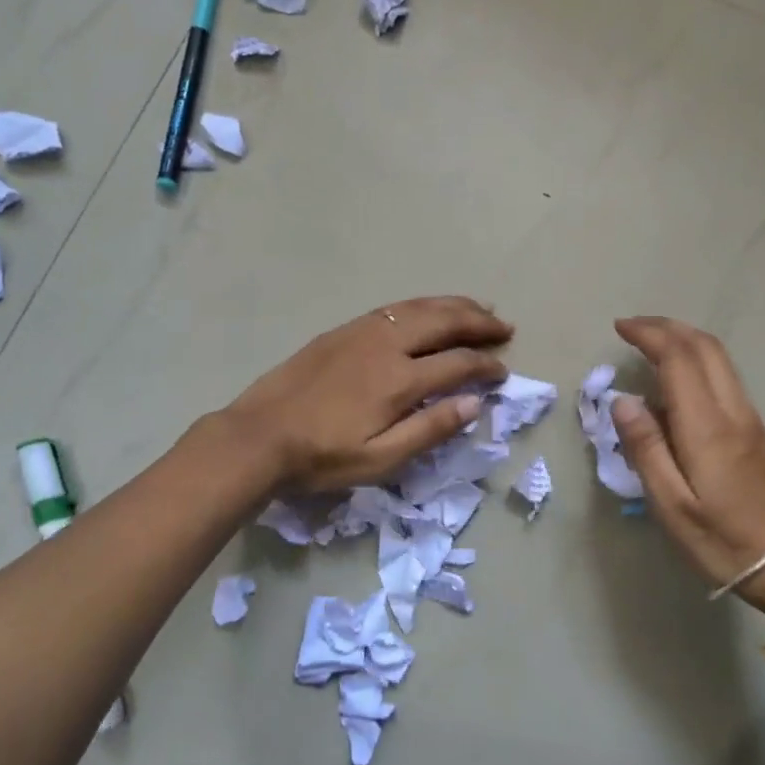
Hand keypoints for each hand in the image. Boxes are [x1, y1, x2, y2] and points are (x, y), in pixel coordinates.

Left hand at [227, 297, 512, 491]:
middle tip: (505, 327)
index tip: (503, 372)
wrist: (259, 436)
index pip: (458, 363)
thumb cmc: (322, 457)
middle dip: (479, 322)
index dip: (486, 366)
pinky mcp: (344, 330)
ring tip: (480, 307)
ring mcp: (363, 332)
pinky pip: (394, 308)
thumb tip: (474, 403)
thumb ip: (430, 429)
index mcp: (399, 380)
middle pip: (444, 321)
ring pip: (419, 307)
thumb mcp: (380, 459)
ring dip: (454, 305)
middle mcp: (386, 345)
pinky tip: (429, 310)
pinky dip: (422, 305)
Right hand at [611, 317, 764, 626]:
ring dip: (684, 340)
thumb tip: (623, 401)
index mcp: (707, 427)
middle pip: (704, 347)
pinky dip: (697, 360)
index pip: (678, 359)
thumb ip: (646, 449)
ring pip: (719, 359)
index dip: (649, 335)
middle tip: (632, 327)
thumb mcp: (671, 505)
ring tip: (651, 343)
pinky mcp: (756, 430)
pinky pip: (724, 377)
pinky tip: (677, 380)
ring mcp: (749, 418)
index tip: (620, 328)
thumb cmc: (721, 540)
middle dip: (667, 327)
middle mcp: (732, 411)